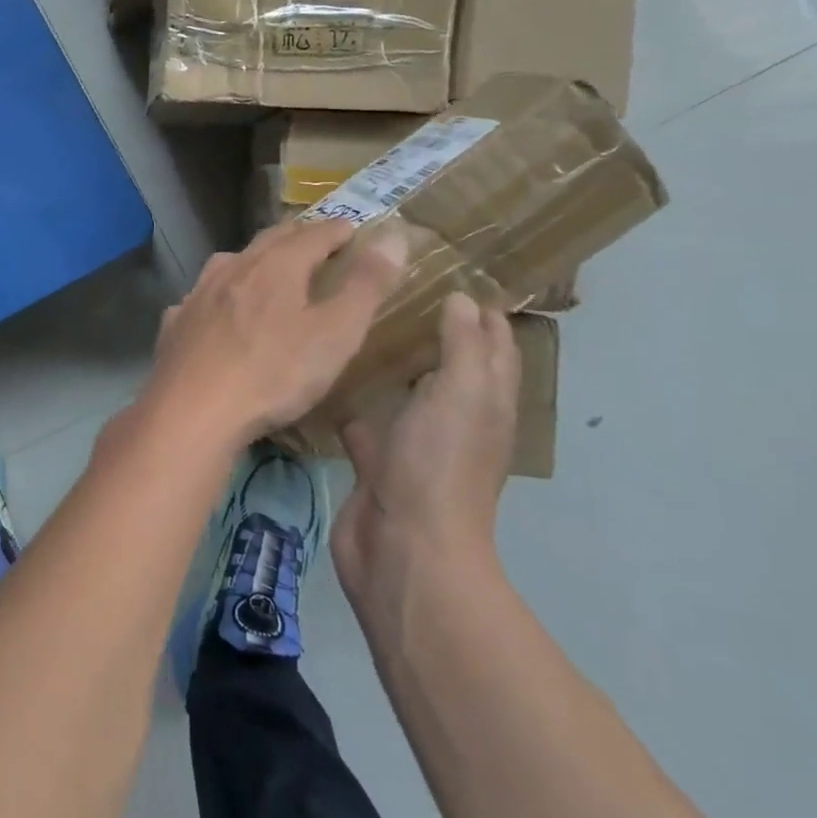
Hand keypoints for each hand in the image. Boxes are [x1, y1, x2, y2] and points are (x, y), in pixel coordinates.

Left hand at [137, 218, 409, 448]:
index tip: (351, 228)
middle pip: (268, 241)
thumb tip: (392, 237)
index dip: (336, 230)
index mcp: (276, 266)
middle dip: (295, 236)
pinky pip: (202, 297)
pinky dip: (219, 294)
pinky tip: (217, 309)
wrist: (193, 409)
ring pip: (229, 263)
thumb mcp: (335, 334)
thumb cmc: (274, 373)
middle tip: (313, 238)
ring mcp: (198, 294)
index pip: (313, 235)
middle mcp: (233, 268)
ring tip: (266, 266)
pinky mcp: (175, 322)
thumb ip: (365, 286)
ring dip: (253, 259)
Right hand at [331, 293, 519, 608]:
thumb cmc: (439, 465)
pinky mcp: (376, 462)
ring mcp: (414, 443)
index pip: (494, 346)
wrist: (404, 548)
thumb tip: (464, 298)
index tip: (451, 269)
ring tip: (357, 320)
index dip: (483, 311)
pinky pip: (365, 422)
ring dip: (390, 365)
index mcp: (486, 402)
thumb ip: (463, 345)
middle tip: (393, 286)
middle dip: (431, 329)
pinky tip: (323, 374)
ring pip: (405, 393)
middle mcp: (455, 419)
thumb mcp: (462, 394)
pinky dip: (351, 401)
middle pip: (450, 366)